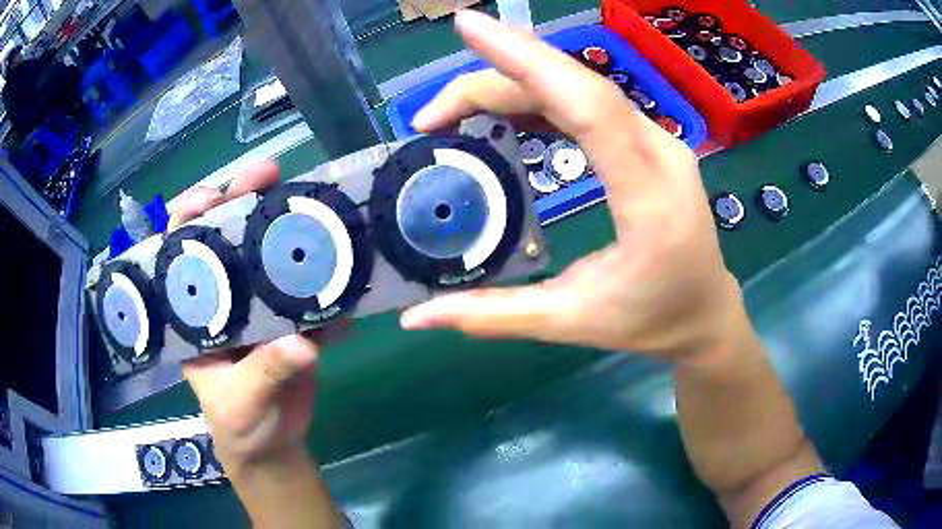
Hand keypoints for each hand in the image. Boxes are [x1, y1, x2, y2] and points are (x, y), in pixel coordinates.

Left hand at [170, 162, 345, 527]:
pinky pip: (310, 291)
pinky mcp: (292, 319)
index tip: (211, 195)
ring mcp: (259, 305)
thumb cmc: (239, 425)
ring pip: (270, 254)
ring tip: (317, 206)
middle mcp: (223, 297)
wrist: (274, 447)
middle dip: (244, 200)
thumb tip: (302, 343)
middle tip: (270, 174)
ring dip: (291, 228)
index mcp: (194, 313)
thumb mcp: (241, 401)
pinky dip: (328, 280)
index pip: (180, 251)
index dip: (189, 217)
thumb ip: (266, 372)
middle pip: (228, 236)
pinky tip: (346, 270)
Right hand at [401, 10, 745, 359]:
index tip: (468, 27)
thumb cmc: (651, 322)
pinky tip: (507, 110)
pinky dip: (543, 98)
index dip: (525, 59)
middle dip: (497, 77)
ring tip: (456, 109)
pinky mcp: (649, 144)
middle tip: (432, 110)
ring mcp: (658, 142)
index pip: (585, 105)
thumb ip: (493, 315)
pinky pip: (591, 104)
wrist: (705, 313)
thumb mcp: (571, 323)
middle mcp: (659, 152)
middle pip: (574, 87)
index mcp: (648, 196)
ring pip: (581, 89)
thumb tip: (418, 317)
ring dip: (516, 85)